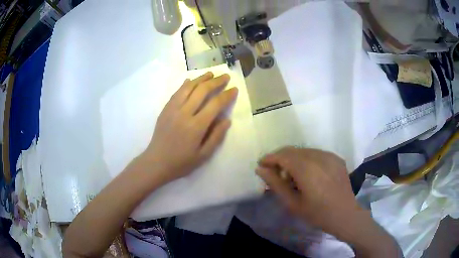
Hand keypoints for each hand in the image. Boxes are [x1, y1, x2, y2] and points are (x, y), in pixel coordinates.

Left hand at [141, 72, 237, 182]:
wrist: (156, 162)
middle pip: (202, 90)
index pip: (215, 104)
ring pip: (188, 87)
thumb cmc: (181, 162)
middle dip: (216, 81)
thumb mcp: (203, 155)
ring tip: (210, 74)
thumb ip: (216, 136)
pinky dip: (186, 84)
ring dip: (201, 78)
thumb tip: (227, 120)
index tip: (234, 89)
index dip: (226, 95)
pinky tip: (191, 80)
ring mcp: (173, 109)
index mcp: (196, 126)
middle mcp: (184, 113)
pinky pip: (177, 92)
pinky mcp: (165, 109)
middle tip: (225, 76)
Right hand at [256, 147, 363, 235]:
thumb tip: (260, 169)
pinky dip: (307, 160)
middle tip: (274, 172)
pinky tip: (308, 174)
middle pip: (292, 150)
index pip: (282, 155)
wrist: (345, 215)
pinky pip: (316, 154)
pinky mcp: (336, 158)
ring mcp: (329, 155)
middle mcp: (318, 156)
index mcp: (306, 168)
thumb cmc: (317, 213)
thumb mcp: (293, 203)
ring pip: (304, 151)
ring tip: (292, 175)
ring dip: (293, 159)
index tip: (261, 165)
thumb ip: (276, 184)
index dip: (269, 158)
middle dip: (280, 158)